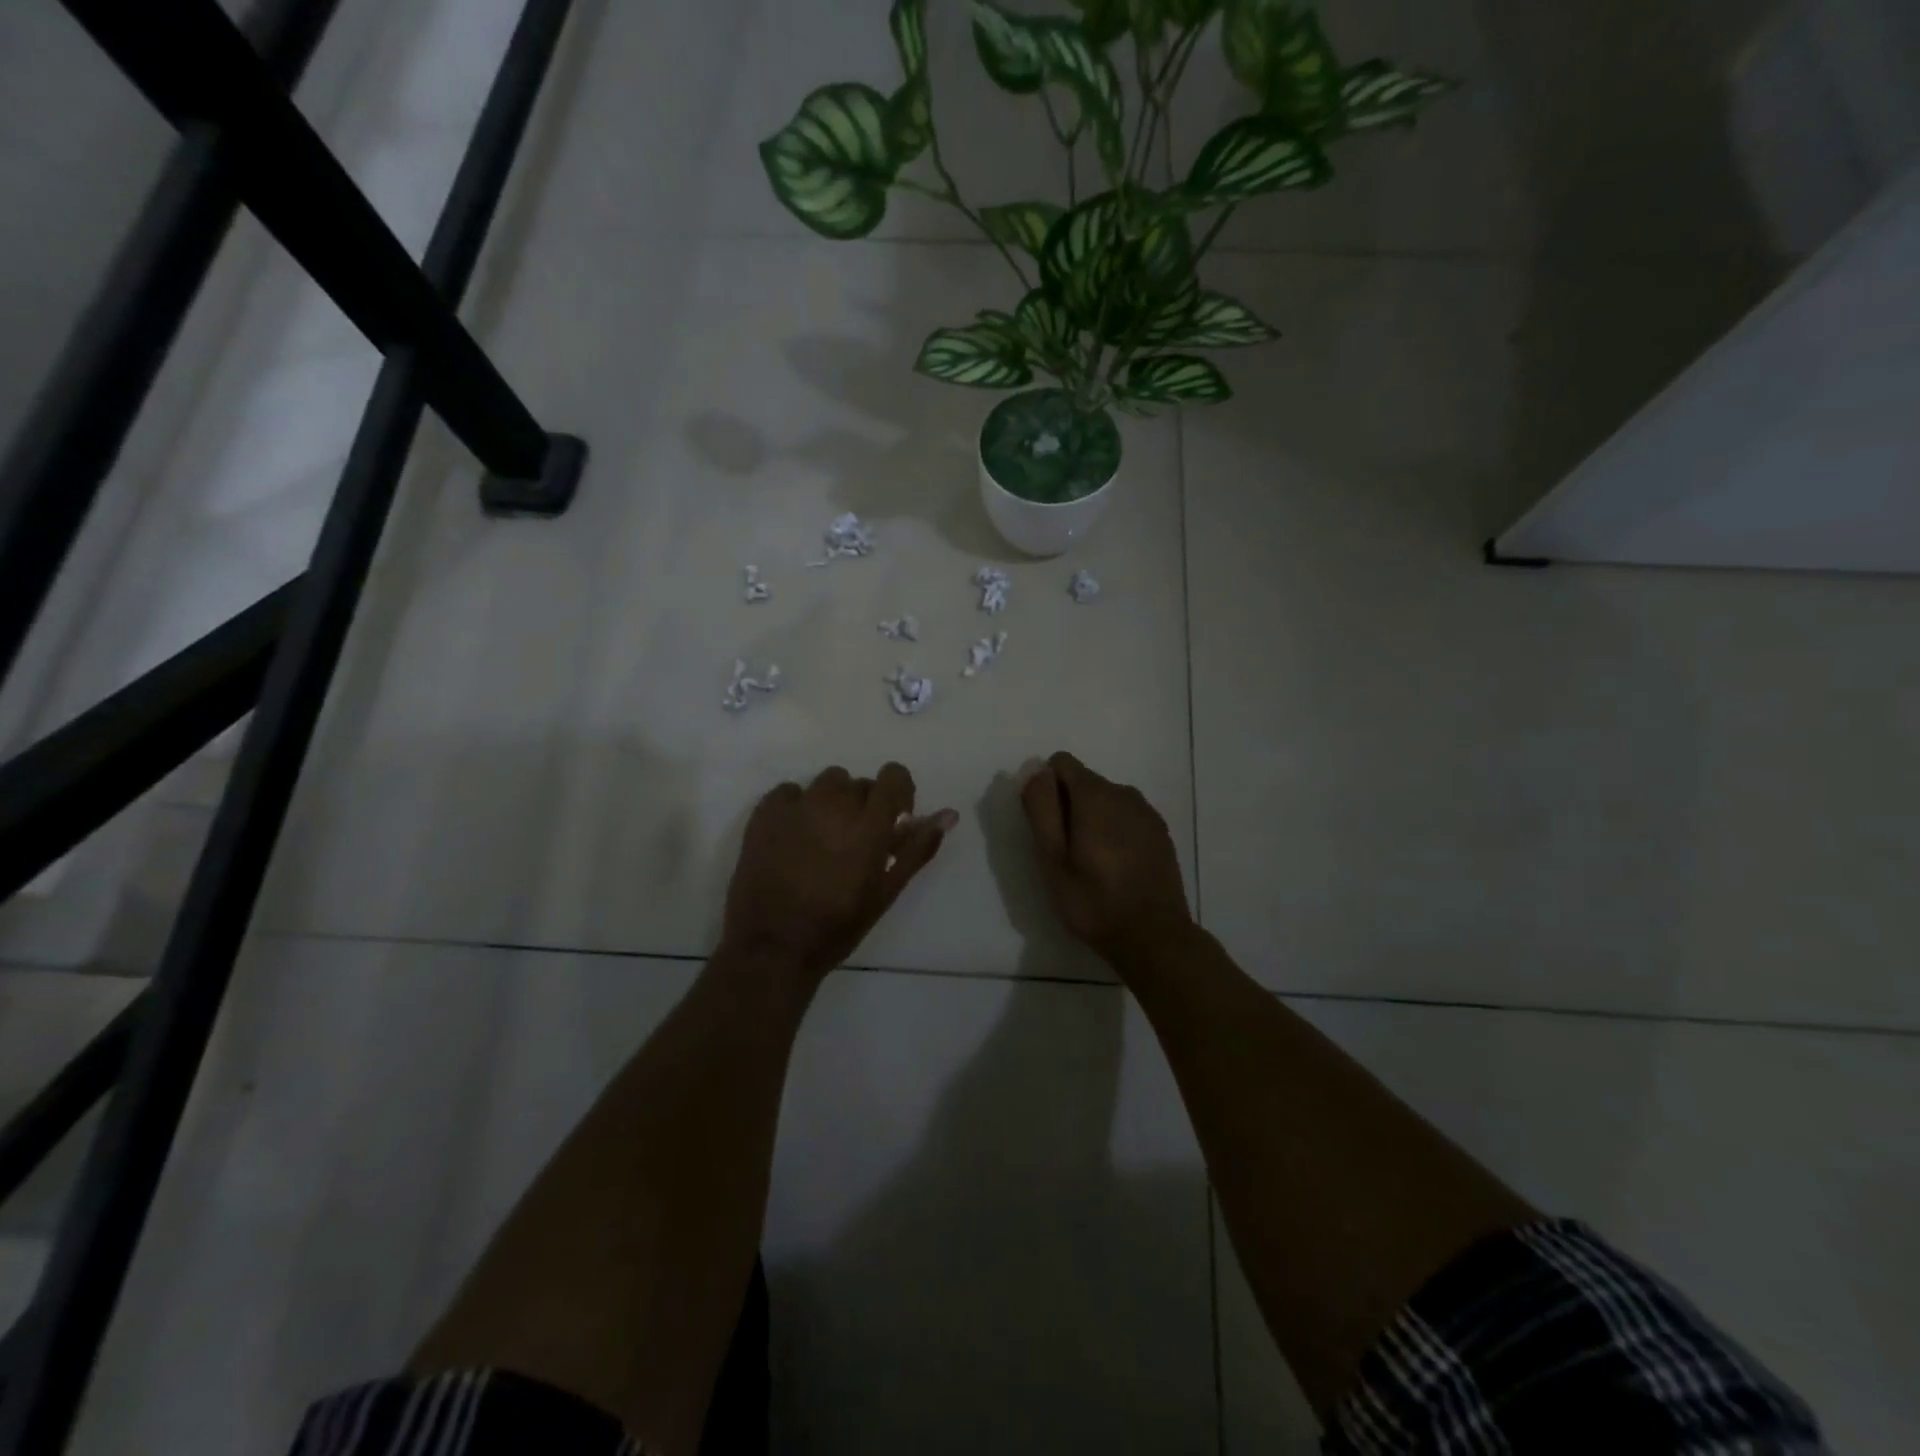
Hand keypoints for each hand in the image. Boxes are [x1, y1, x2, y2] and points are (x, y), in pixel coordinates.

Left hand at [722, 763, 957, 981]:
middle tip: (857, 842)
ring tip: (825, 836)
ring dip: (833, 801)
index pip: (893, 775)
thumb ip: (918, 848)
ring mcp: (796, 806)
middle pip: (860, 783)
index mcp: (868, 824)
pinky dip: (798, 805)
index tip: (895, 819)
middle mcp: (834, 804)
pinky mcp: (764, 814)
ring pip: (826, 782)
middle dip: (865, 805)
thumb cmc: (838, 925)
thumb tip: (949, 814)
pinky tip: (795, 834)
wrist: (773, 947)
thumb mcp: (886, 891)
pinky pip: (789, 791)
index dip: (899, 792)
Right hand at [1021, 752, 1194, 964]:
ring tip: (1090, 862)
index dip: (1046, 787)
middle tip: (1064, 852)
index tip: (1046, 825)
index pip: (1061, 763)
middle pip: (1084, 781)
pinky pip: (1126, 817)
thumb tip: (1036, 772)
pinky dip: (1115, 830)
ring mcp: (1147, 812)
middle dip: (1068, 805)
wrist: (1154, 936)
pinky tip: (1116, 866)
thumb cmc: (1093, 900)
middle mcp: (1124, 792)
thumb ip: (1041, 809)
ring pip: (1107, 800)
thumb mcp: (1052, 859)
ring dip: (1093, 818)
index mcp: (1095, 795)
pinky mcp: (1160, 832)